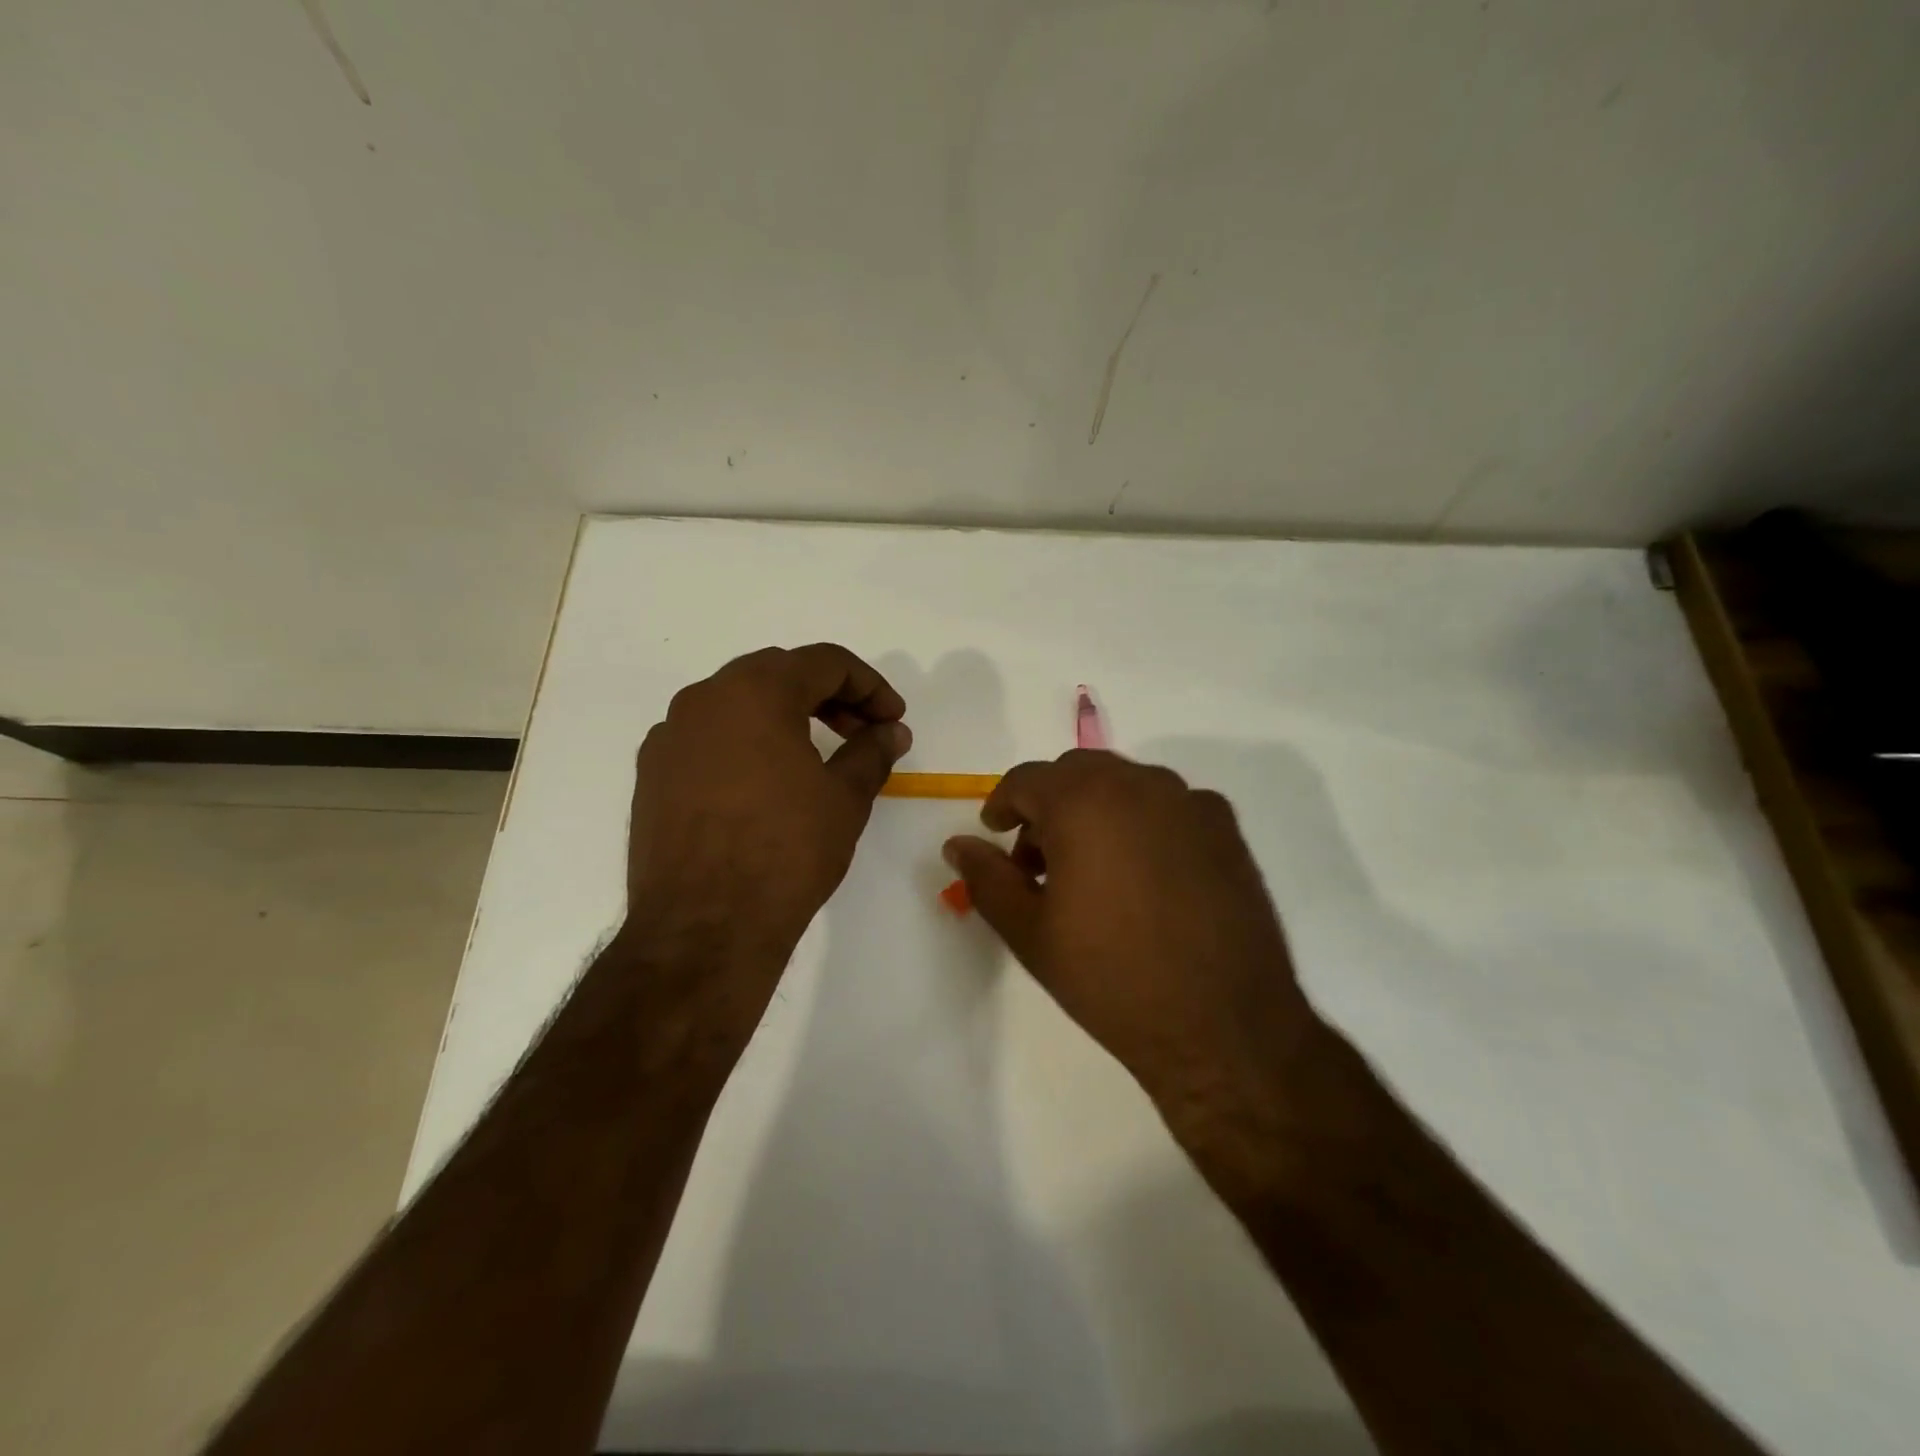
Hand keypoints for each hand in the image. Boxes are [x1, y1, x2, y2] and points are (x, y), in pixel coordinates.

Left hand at [622, 644, 909, 1025]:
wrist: (704, 927)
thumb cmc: (786, 851)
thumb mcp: (845, 798)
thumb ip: (872, 752)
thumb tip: (892, 731)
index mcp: (755, 691)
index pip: (824, 662)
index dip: (870, 686)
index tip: (892, 719)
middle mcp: (704, 698)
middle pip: (778, 674)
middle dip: (828, 696)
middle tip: (861, 731)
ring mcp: (670, 736)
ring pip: (738, 704)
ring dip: (784, 716)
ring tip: (816, 756)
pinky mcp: (652, 773)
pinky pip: (709, 738)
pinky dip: (746, 743)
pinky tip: (766, 783)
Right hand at [942, 751, 1324, 1154]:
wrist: (1223, 1027)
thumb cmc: (1111, 979)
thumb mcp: (1031, 932)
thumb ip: (987, 878)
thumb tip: (957, 844)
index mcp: (1084, 802)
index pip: (1027, 779)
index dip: (1003, 805)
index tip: (996, 834)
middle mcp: (1140, 784)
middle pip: (1077, 772)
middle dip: (1048, 805)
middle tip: (1039, 861)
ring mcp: (1190, 802)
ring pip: (1125, 783)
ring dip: (1096, 810)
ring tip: (1093, 871)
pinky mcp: (1226, 828)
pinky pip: (1169, 805)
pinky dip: (1143, 822)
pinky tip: (1146, 876)